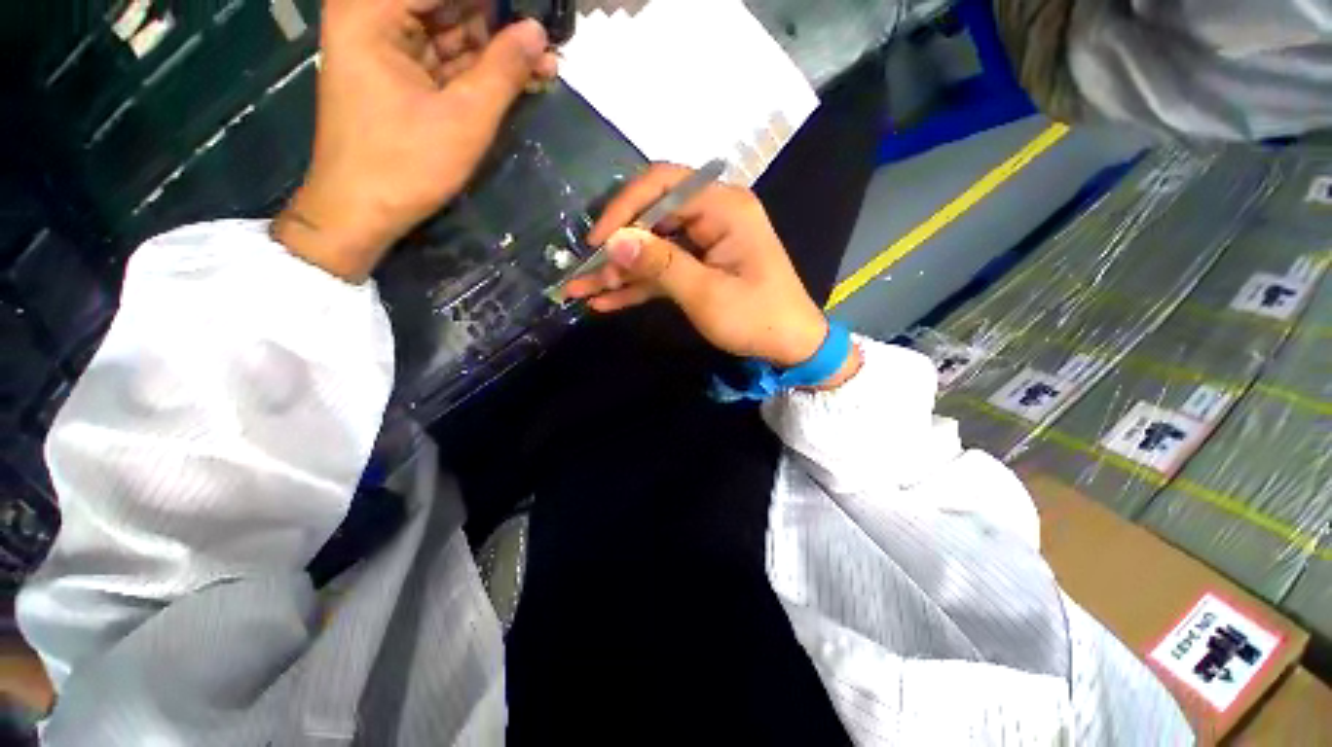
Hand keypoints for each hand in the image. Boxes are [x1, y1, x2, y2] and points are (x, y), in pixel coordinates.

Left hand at [274, 0, 557, 280]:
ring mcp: (386, 45)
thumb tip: (539, 31)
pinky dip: (482, 69)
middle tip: (547, 41)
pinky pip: (448, 59)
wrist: (361, 211)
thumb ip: (504, 70)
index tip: (537, 13)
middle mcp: (373, 16)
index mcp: (372, 11)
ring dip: (499, 49)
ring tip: (546, 63)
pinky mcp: (399, 73)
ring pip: (453, 31)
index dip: (497, 4)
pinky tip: (520, 77)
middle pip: (449, 6)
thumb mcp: (464, 118)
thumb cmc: (406, 164)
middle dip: (501, 23)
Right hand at [566, 164, 859, 385]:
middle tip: (583, 274)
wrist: (790, 347)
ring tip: (582, 291)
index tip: (598, 242)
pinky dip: (637, 286)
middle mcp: (712, 216)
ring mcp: (704, 244)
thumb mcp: (706, 293)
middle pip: (652, 218)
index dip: (624, 209)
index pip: (663, 186)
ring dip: (620, 271)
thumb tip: (614, 241)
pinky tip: (606, 300)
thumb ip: (660, 264)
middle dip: (616, 249)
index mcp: (723, 207)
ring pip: (652, 248)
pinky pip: (662, 270)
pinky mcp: (699, 268)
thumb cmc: (756, 318)